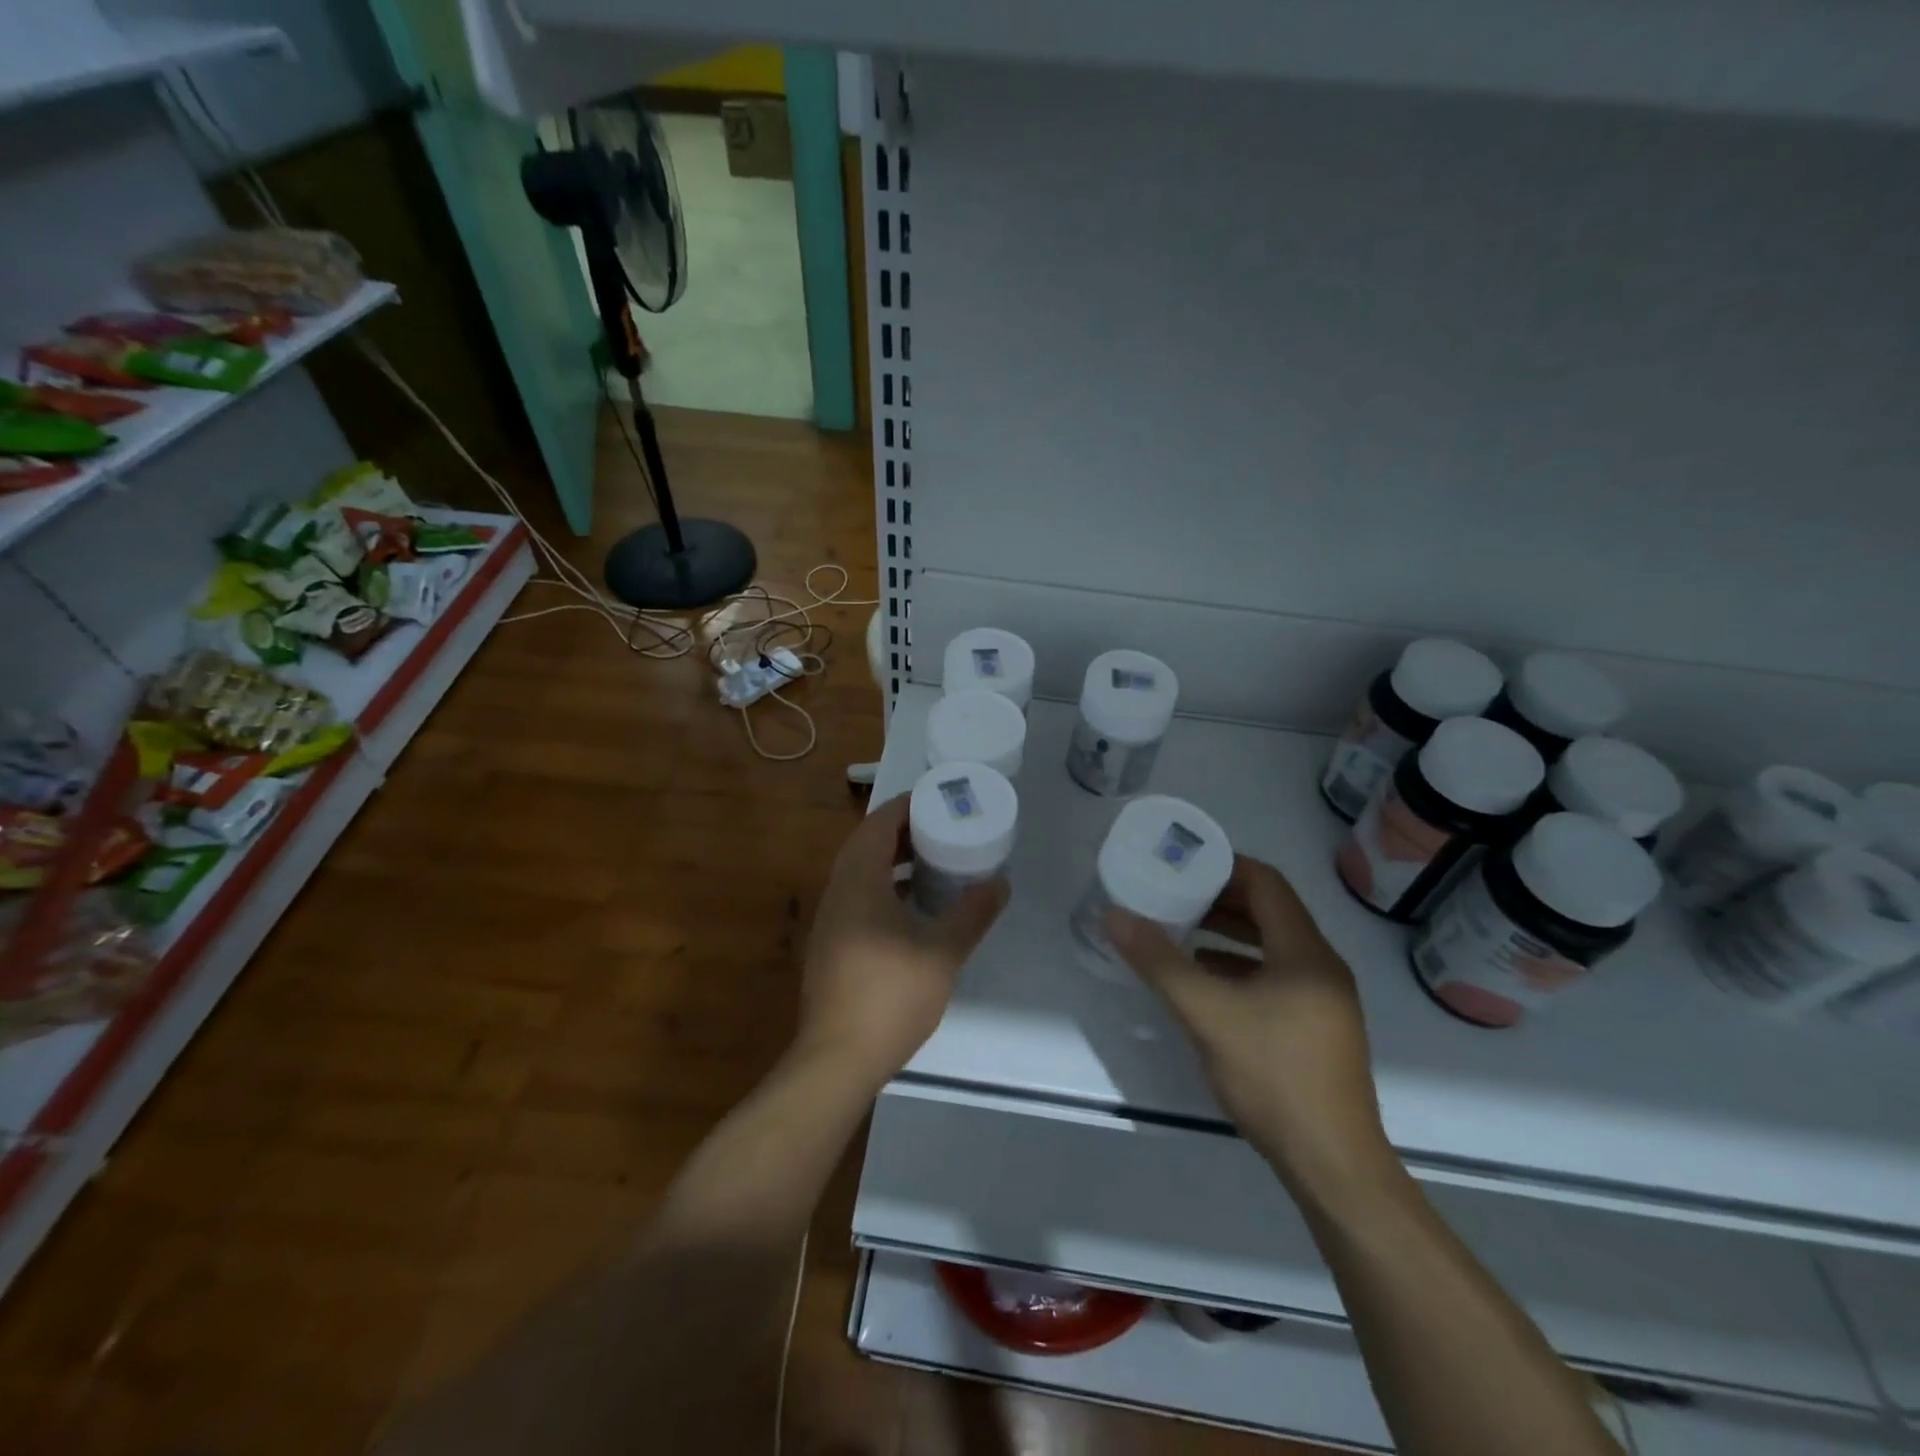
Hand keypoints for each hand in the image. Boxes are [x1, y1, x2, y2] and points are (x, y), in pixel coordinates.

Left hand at [797, 796, 1007, 1091]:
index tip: (939, 799)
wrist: (838, 1058)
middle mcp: (837, 891)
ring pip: (860, 872)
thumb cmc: (890, 995)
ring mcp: (830, 920)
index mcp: (859, 880)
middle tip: (943, 827)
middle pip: (867, 844)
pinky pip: (858, 897)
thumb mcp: (943, 951)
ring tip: (933, 860)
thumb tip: (1000, 883)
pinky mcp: (831, 944)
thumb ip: (973, 913)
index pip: (879, 823)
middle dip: (903, 831)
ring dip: (892, 860)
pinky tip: (912, 907)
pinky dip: (884, 887)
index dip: (908, 806)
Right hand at [1105, 854, 1397, 1203]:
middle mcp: (1321, 967)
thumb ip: (1160, 962)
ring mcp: (1323, 1001)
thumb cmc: (1273, 1076)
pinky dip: (1238, 967)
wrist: (1332, 1166)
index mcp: (1305, 952)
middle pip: (1270, 913)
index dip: (1224, 866)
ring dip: (1227, 934)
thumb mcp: (1207, 1014)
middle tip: (1172, 893)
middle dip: (1220, 899)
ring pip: (1271, 947)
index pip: (1267, 884)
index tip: (1182, 863)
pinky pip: (1274, 978)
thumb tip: (1116, 915)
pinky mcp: (1315, 1029)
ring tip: (1180, 931)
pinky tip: (1205, 982)